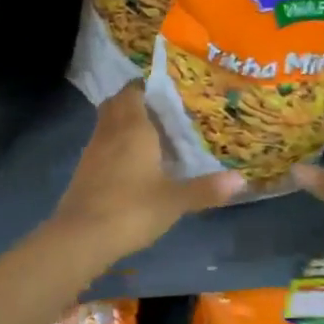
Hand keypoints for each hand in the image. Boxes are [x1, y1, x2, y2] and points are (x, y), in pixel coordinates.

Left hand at [49, 85, 244, 264]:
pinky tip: (130, 164)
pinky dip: (114, 146)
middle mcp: (109, 132)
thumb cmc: (132, 209)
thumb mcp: (174, 201)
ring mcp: (92, 151)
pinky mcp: (83, 172)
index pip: (133, 92)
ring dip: (122, 124)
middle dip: (134, 102)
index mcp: (133, 128)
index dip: (145, 87)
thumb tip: (242, 179)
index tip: (165, 90)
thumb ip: (206, 189)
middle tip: (160, 111)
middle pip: (116, 104)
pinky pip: (101, 146)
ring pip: (106, 125)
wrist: (82, 236)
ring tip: (149, 136)